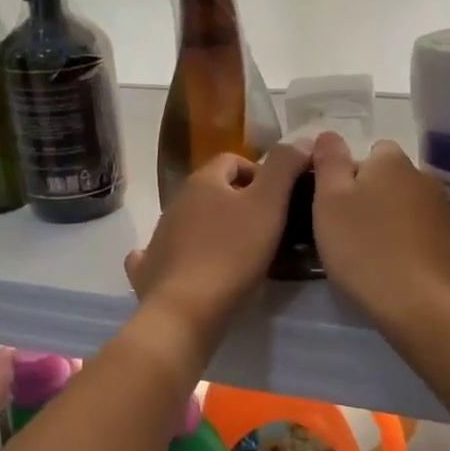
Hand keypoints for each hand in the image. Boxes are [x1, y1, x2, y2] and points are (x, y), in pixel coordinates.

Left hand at [125, 144, 310, 341]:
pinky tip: (189, 266)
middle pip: (211, 190)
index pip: (233, 160)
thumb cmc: (233, 253)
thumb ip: (284, 167)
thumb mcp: (269, 205)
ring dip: (212, 228)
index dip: (259, 173)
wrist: (187, 310)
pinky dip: (177, 254)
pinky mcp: (150, 269)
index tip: (279, 199)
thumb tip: (300, 140)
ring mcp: (158, 236)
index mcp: (203, 181)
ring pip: (190, 221)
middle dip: (238, 201)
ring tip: (240, 253)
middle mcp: (176, 202)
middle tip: (266, 227)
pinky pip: (162, 253)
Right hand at [310, 133, 449, 332]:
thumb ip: (329, 162)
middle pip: (392, 180)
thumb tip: (329, 134)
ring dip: (396, 221)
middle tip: (353, 234)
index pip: (372, 152)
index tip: (338, 207)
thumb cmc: (365, 249)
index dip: (352, 176)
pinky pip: (429, 233)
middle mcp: (424, 177)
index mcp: (391, 162)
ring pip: (411, 207)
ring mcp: (446, 210)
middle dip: (375, 198)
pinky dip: (416, 244)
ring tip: (378, 256)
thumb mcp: (329, 202)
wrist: (423, 305)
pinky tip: (403, 270)